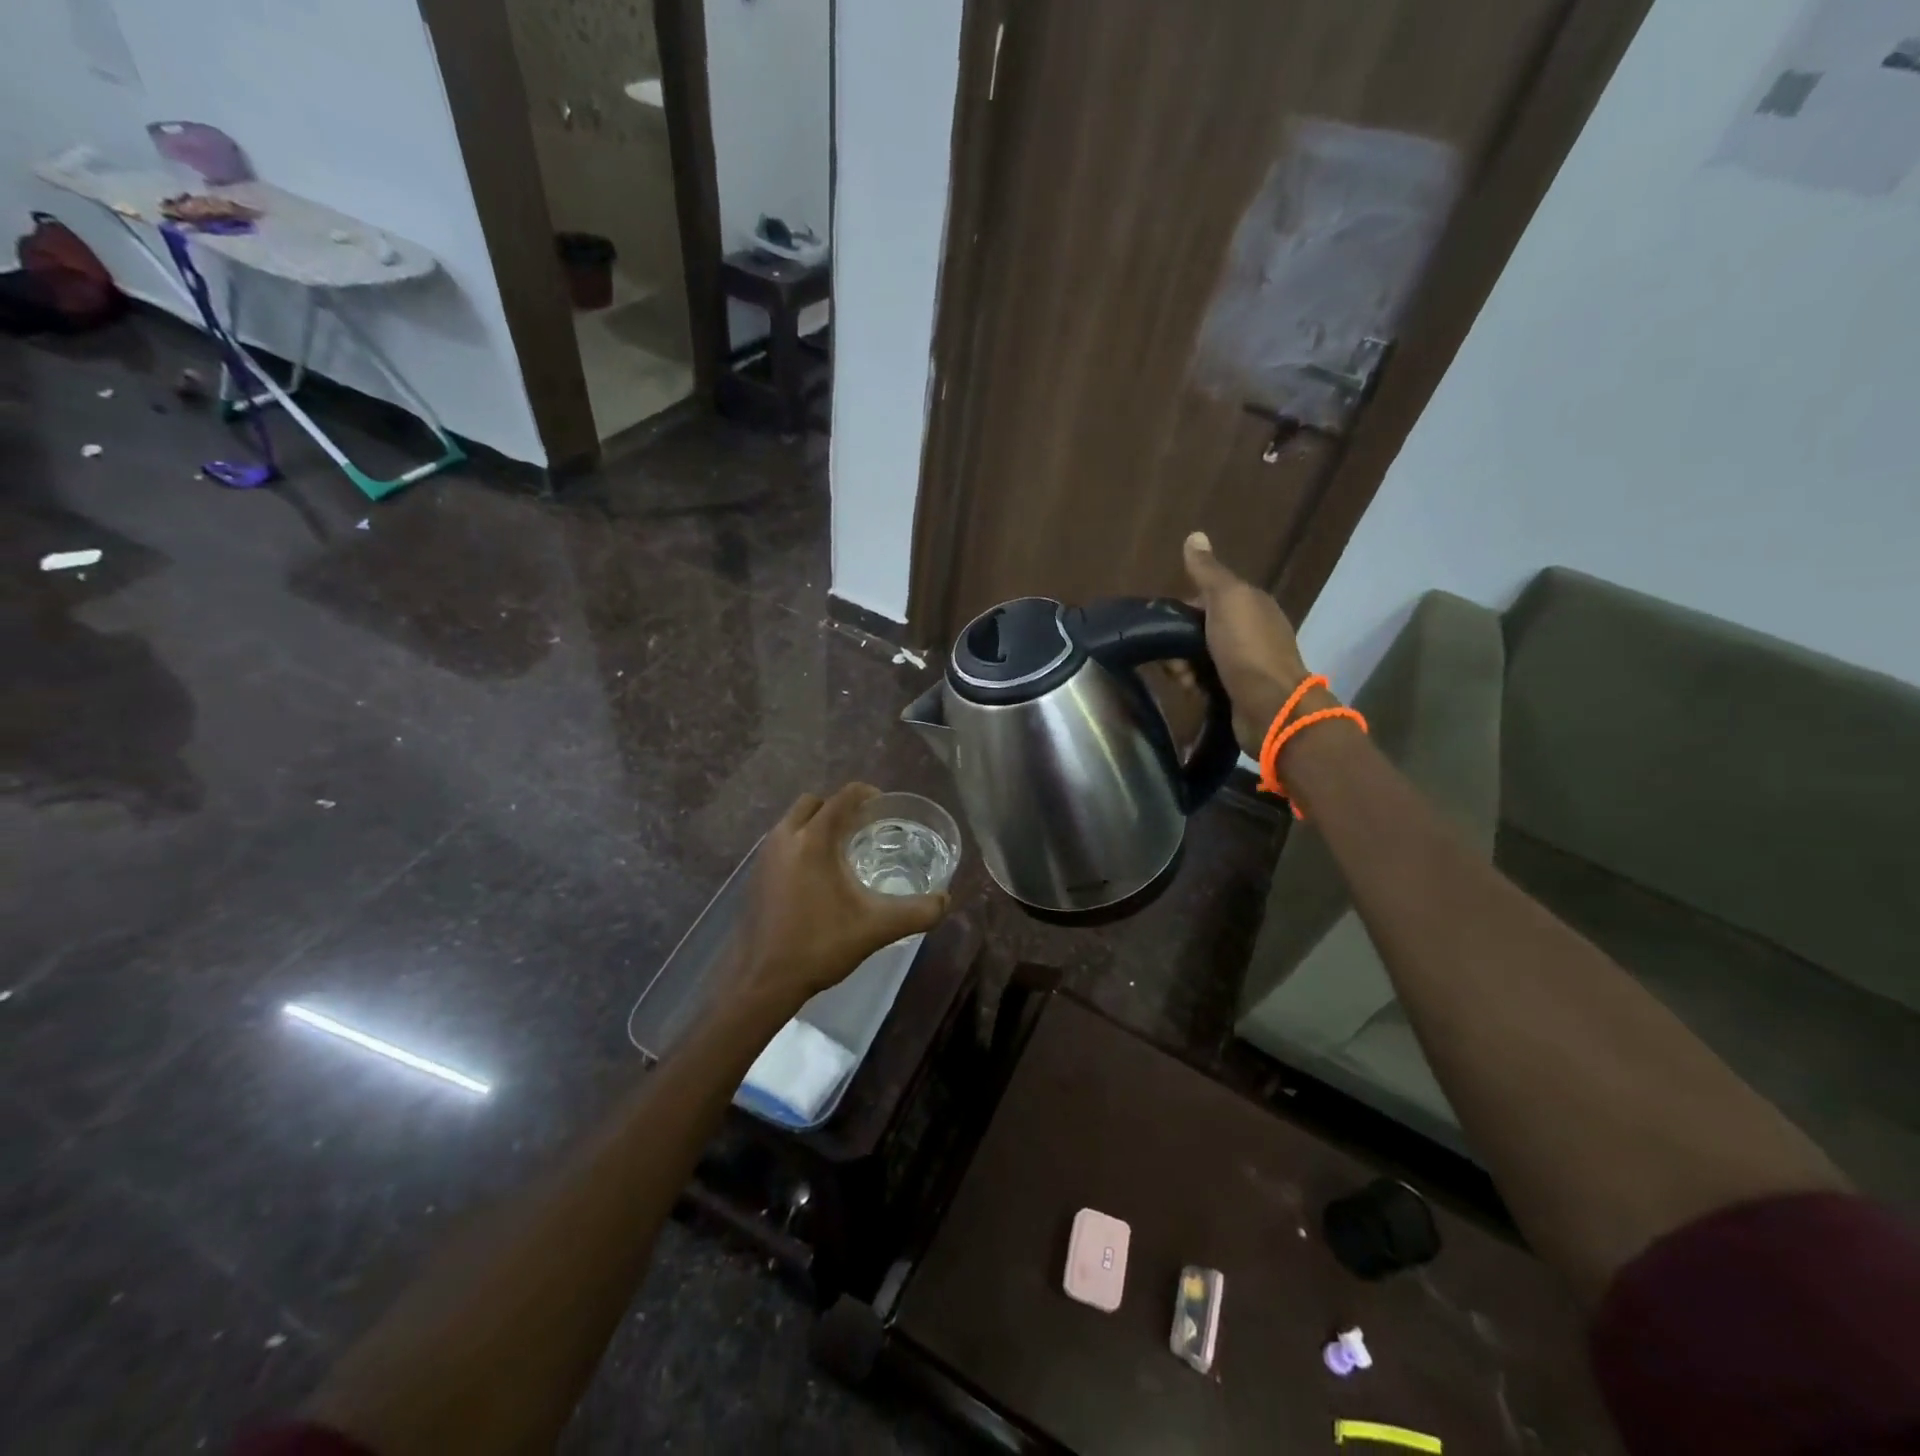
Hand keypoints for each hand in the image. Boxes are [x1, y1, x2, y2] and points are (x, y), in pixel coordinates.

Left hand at [730, 784, 949, 1014]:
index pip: (843, 797)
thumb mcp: (877, 928)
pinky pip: (782, 843)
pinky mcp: (755, 876)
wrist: (762, 980)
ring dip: (818, 825)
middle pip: (815, 802)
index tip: (885, 809)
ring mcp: (765, 856)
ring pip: (794, 822)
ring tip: (843, 851)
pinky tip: (819, 877)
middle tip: (864, 828)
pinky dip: (801, 844)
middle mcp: (785, 837)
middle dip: (839, 808)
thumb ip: (917, 912)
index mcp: (814, 839)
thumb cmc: (820, 945)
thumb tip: (945, 901)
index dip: (867, 795)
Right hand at [1182, 532, 1325, 753]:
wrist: (1270, 707)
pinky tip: (1188, 691)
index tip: (1164, 623)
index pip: (1208, 598)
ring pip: (1200, 658)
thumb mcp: (1226, 599)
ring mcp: (1245, 664)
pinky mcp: (1237, 692)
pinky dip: (1193, 685)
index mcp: (1251, 605)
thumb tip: (1195, 535)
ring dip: (1183, 666)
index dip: (1184, 608)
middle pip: (1201, 630)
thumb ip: (1208, 571)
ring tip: (1180, 678)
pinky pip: (1205, 682)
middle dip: (1179, 642)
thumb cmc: (1246, 648)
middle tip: (1168, 656)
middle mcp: (1251, 631)